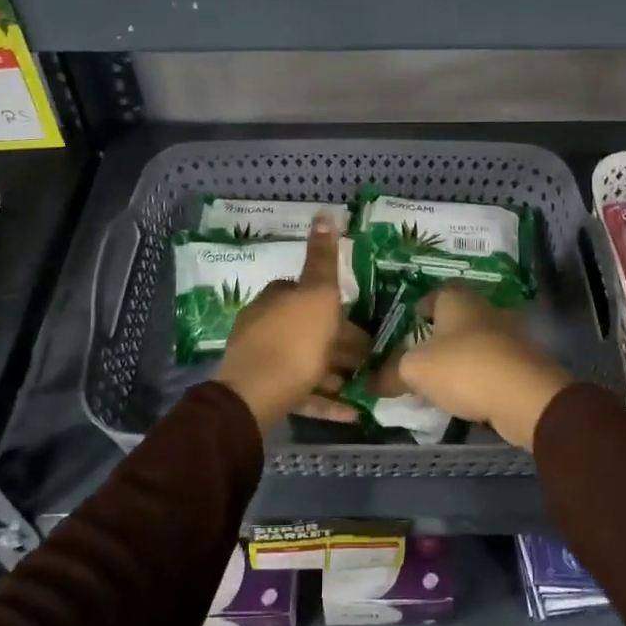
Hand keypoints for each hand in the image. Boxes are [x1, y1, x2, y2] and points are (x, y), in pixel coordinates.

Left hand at [215, 216, 366, 430]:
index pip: (306, 292)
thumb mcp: (317, 294)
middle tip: (370, 358)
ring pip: (307, 362)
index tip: (361, 320)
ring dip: (335, 372)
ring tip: (364, 385)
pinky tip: (350, 413)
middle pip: (309, 329)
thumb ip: (323, 258)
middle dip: (339, 342)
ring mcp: (263, 361)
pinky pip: (302, 393)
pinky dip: (326, 400)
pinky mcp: (266, 394)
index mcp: (276, 299)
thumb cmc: (294, 340)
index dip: (334, 304)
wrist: (254, 396)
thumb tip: (323, 213)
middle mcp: (265, 325)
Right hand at [377, 284, 572, 450]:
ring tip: (439, 378)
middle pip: (457, 317)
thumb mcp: (414, 371)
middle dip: (440, 334)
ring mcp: (508, 335)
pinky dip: (479, 375)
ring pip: (476, 340)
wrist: (524, 397)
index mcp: (457, 300)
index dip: (419, 307)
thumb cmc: (463, 368)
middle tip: (418, 354)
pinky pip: (492, 364)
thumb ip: (389, 374)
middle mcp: (484, 309)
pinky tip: (466, 393)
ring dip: (461, 355)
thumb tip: (370, 381)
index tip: (408, 325)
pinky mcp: (522, 363)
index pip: (435, 293)